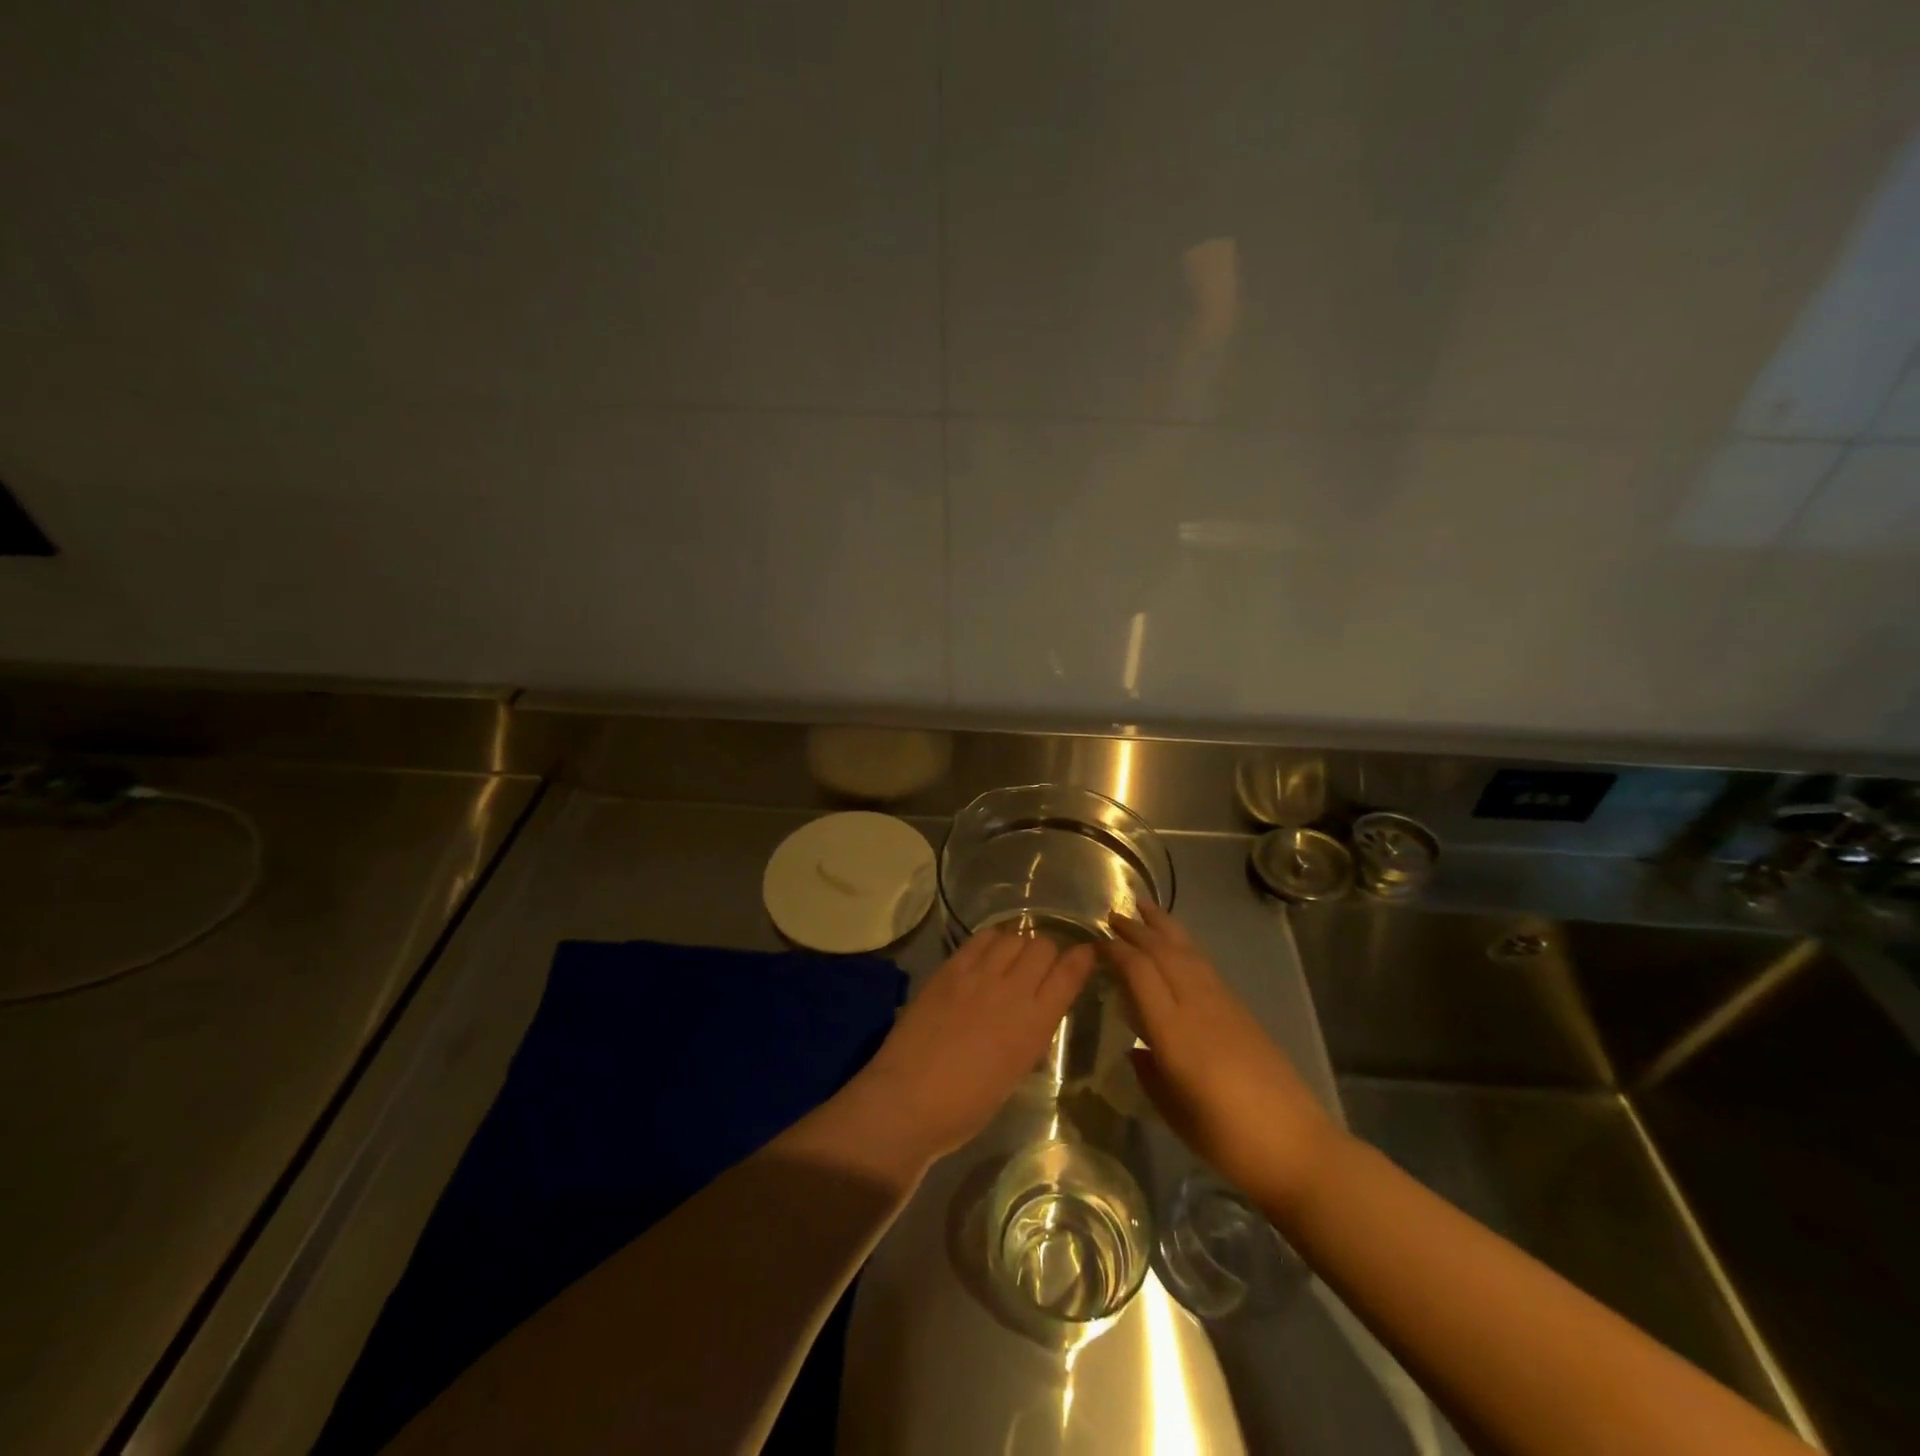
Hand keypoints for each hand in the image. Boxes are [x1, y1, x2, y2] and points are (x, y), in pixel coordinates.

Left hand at [840, 927, 1095, 1172]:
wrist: (909, 1099)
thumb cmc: (967, 1105)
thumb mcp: (1015, 1071)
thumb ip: (1029, 1034)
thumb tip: (1033, 1011)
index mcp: (1035, 1024)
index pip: (1070, 973)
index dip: (1082, 958)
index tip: (1085, 954)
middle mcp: (1012, 990)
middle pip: (1043, 946)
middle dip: (1049, 952)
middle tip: (1040, 966)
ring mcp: (979, 975)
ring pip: (1014, 936)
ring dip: (1020, 944)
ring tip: (1012, 958)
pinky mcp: (951, 968)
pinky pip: (981, 938)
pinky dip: (992, 940)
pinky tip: (988, 952)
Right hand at [1107, 902, 1339, 1218]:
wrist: (1298, 1148)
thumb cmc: (1227, 1140)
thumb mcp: (1172, 1111)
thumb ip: (1149, 1074)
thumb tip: (1137, 1051)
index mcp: (1173, 1031)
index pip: (1139, 972)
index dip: (1116, 952)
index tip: (1095, 942)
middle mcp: (1197, 1006)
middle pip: (1164, 952)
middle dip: (1137, 929)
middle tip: (1113, 914)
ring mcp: (1223, 1004)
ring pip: (1189, 952)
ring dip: (1164, 927)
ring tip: (1145, 907)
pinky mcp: (1242, 1010)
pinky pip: (1205, 966)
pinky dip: (1185, 947)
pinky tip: (1178, 946)